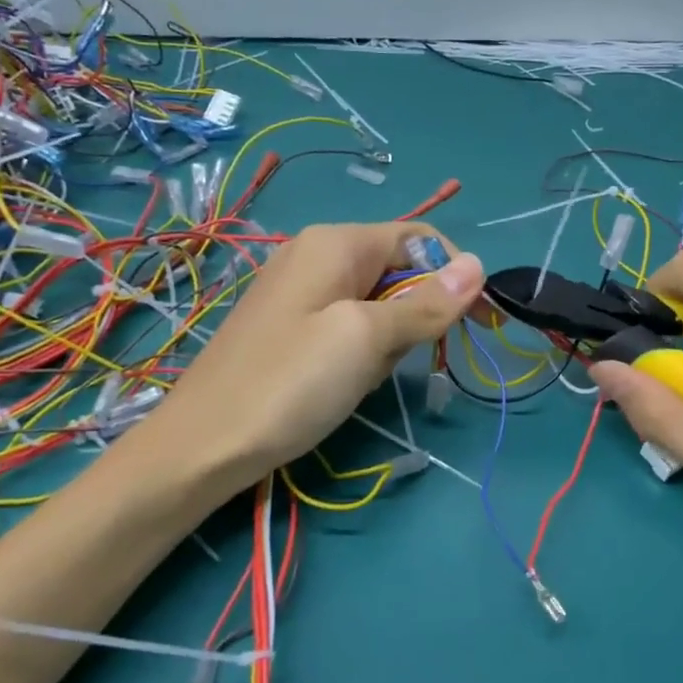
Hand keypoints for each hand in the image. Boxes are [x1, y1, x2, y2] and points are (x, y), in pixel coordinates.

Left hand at [134, 222, 482, 490]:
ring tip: (362, 376)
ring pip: (377, 302)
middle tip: (401, 360)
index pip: (420, 238)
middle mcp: (317, 253)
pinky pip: (348, 324)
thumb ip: (427, 303)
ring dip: (388, 339)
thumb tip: (479, 265)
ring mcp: (300, 290)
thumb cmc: (291, 383)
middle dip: (416, 313)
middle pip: (398, 269)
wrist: (203, 445)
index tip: (478, 325)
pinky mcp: (291, 324)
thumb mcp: (367, 340)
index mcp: (336, 241)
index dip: (456, 274)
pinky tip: (342, 382)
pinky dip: (361, 350)